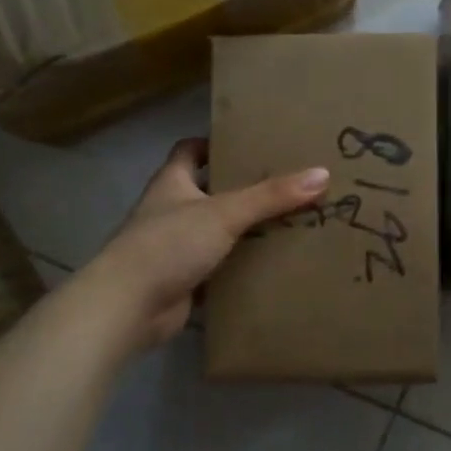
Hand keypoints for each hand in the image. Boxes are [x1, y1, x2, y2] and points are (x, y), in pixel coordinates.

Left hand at [80, 139, 328, 350]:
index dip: (215, 144)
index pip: (190, 150)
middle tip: (285, 186)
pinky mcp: (181, 281)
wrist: (128, 307)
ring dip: (243, 231)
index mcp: (172, 182)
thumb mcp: (225, 213)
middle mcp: (170, 210)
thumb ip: (272, 196)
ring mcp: (173, 248)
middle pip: (208, 191)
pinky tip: (270, 267)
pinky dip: (239, 268)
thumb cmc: (169, 244)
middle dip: (242, 189)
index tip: (250, 144)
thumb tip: (322, 173)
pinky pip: (217, 269)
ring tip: (288, 224)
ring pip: (215, 232)